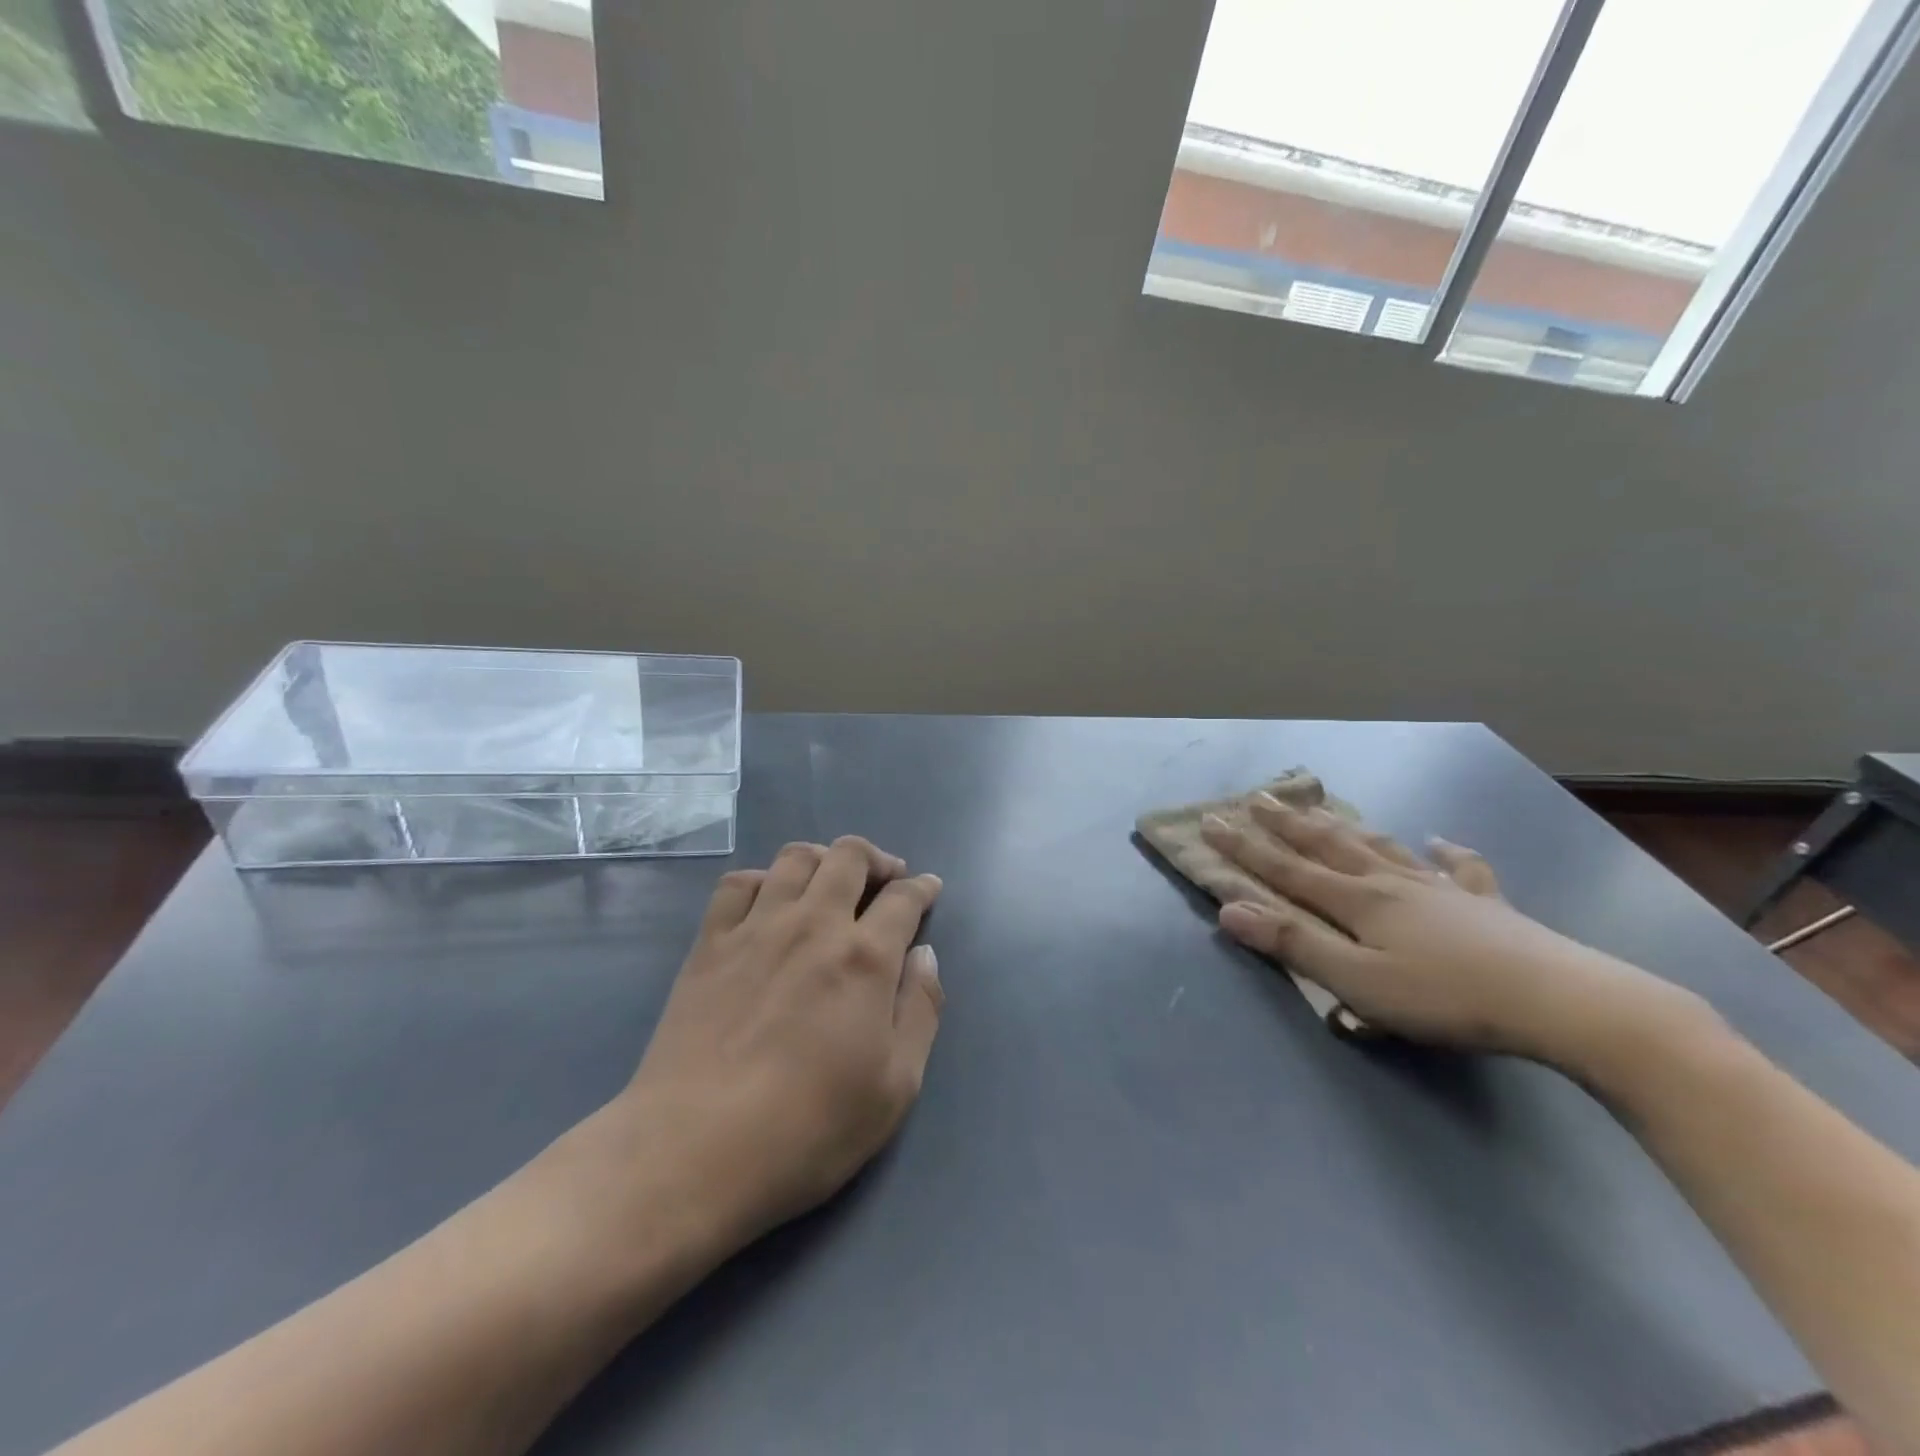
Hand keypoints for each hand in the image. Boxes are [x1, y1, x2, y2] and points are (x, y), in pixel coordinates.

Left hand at [602, 837, 944, 1251]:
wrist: (694, 1149)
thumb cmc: (808, 1127)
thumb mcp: (895, 1086)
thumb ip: (920, 1010)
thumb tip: (925, 954)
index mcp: (865, 957)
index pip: (903, 899)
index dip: (922, 888)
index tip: (929, 888)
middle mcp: (813, 924)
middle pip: (849, 856)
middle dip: (876, 859)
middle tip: (886, 878)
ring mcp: (756, 927)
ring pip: (796, 858)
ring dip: (824, 858)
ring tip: (831, 879)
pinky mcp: (710, 943)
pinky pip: (738, 883)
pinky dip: (763, 878)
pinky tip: (769, 899)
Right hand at [1201, 796, 1708, 1070]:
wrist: (1562, 1002)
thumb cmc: (1447, 997)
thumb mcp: (1358, 981)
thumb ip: (1294, 944)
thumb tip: (1229, 909)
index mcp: (1359, 901)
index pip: (1286, 869)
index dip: (1245, 848)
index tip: (1211, 821)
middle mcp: (1392, 883)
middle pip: (1329, 846)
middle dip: (1288, 824)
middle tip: (1259, 797)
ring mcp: (1441, 890)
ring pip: (1382, 847)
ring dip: (1347, 827)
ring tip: (1324, 807)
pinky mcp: (1486, 905)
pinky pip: (1460, 869)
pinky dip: (1446, 852)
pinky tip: (1440, 840)